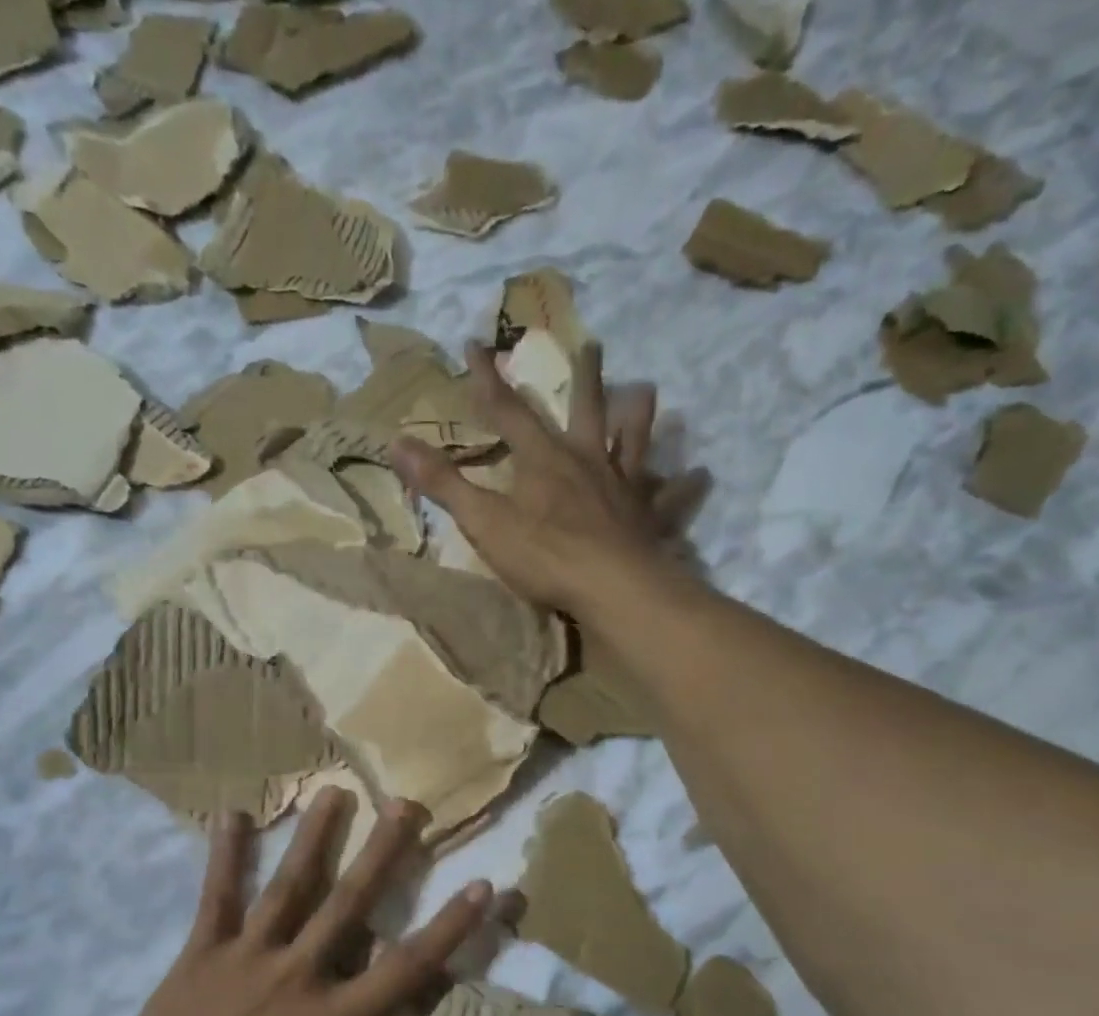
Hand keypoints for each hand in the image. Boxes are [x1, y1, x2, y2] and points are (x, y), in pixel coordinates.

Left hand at [82, 790, 510, 1015]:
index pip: (407, 967)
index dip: (451, 927)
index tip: (483, 883)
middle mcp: (297, 977)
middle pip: (350, 904)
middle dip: (384, 852)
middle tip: (408, 803)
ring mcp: (244, 960)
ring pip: (287, 887)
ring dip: (313, 837)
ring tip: (333, 789)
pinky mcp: (197, 956)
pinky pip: (215, 896)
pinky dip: (224, 854)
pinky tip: (230, 812)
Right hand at [389, 341, 677, 617]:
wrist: (611, 587)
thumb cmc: (544, 555)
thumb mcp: (483, 522)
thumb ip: (443, 484)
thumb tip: (396, 443)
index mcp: (543, 460)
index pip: (509, 411)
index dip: (489, 380)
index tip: (476, 344)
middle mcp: (588, 461)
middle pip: (587, 410)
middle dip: (584, 378)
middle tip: (594, 344)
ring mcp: (623, 488)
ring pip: (635, 442)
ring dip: (640, 416)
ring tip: (646, 393)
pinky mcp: (649, 518)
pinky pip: (671, 498)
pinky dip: (685, 487)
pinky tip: (702, 476)